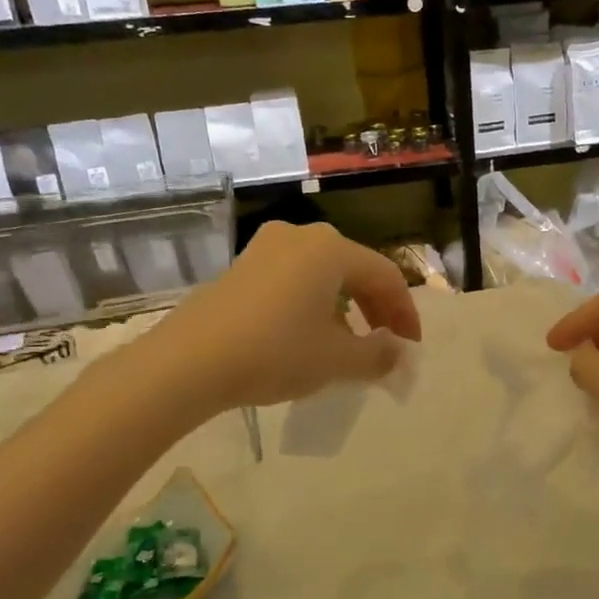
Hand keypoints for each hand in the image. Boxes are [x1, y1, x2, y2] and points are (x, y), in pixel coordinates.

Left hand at [144, 221, 421, 416]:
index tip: (410, 348)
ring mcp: (266, 248)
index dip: (405, 313)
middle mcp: (301, 236)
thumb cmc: (274, 353)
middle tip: (385, 344)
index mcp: (331, 249)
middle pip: (355, 270)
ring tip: (348, 344)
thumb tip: (397, 352)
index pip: (386, 276)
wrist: (188, 362)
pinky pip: (293, 279)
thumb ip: (377, 355)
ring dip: (345, 307)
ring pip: (323, 274)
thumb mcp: (336, 361)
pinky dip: (313, 304)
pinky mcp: (241, 267)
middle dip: (376, 308)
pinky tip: (308, 335)